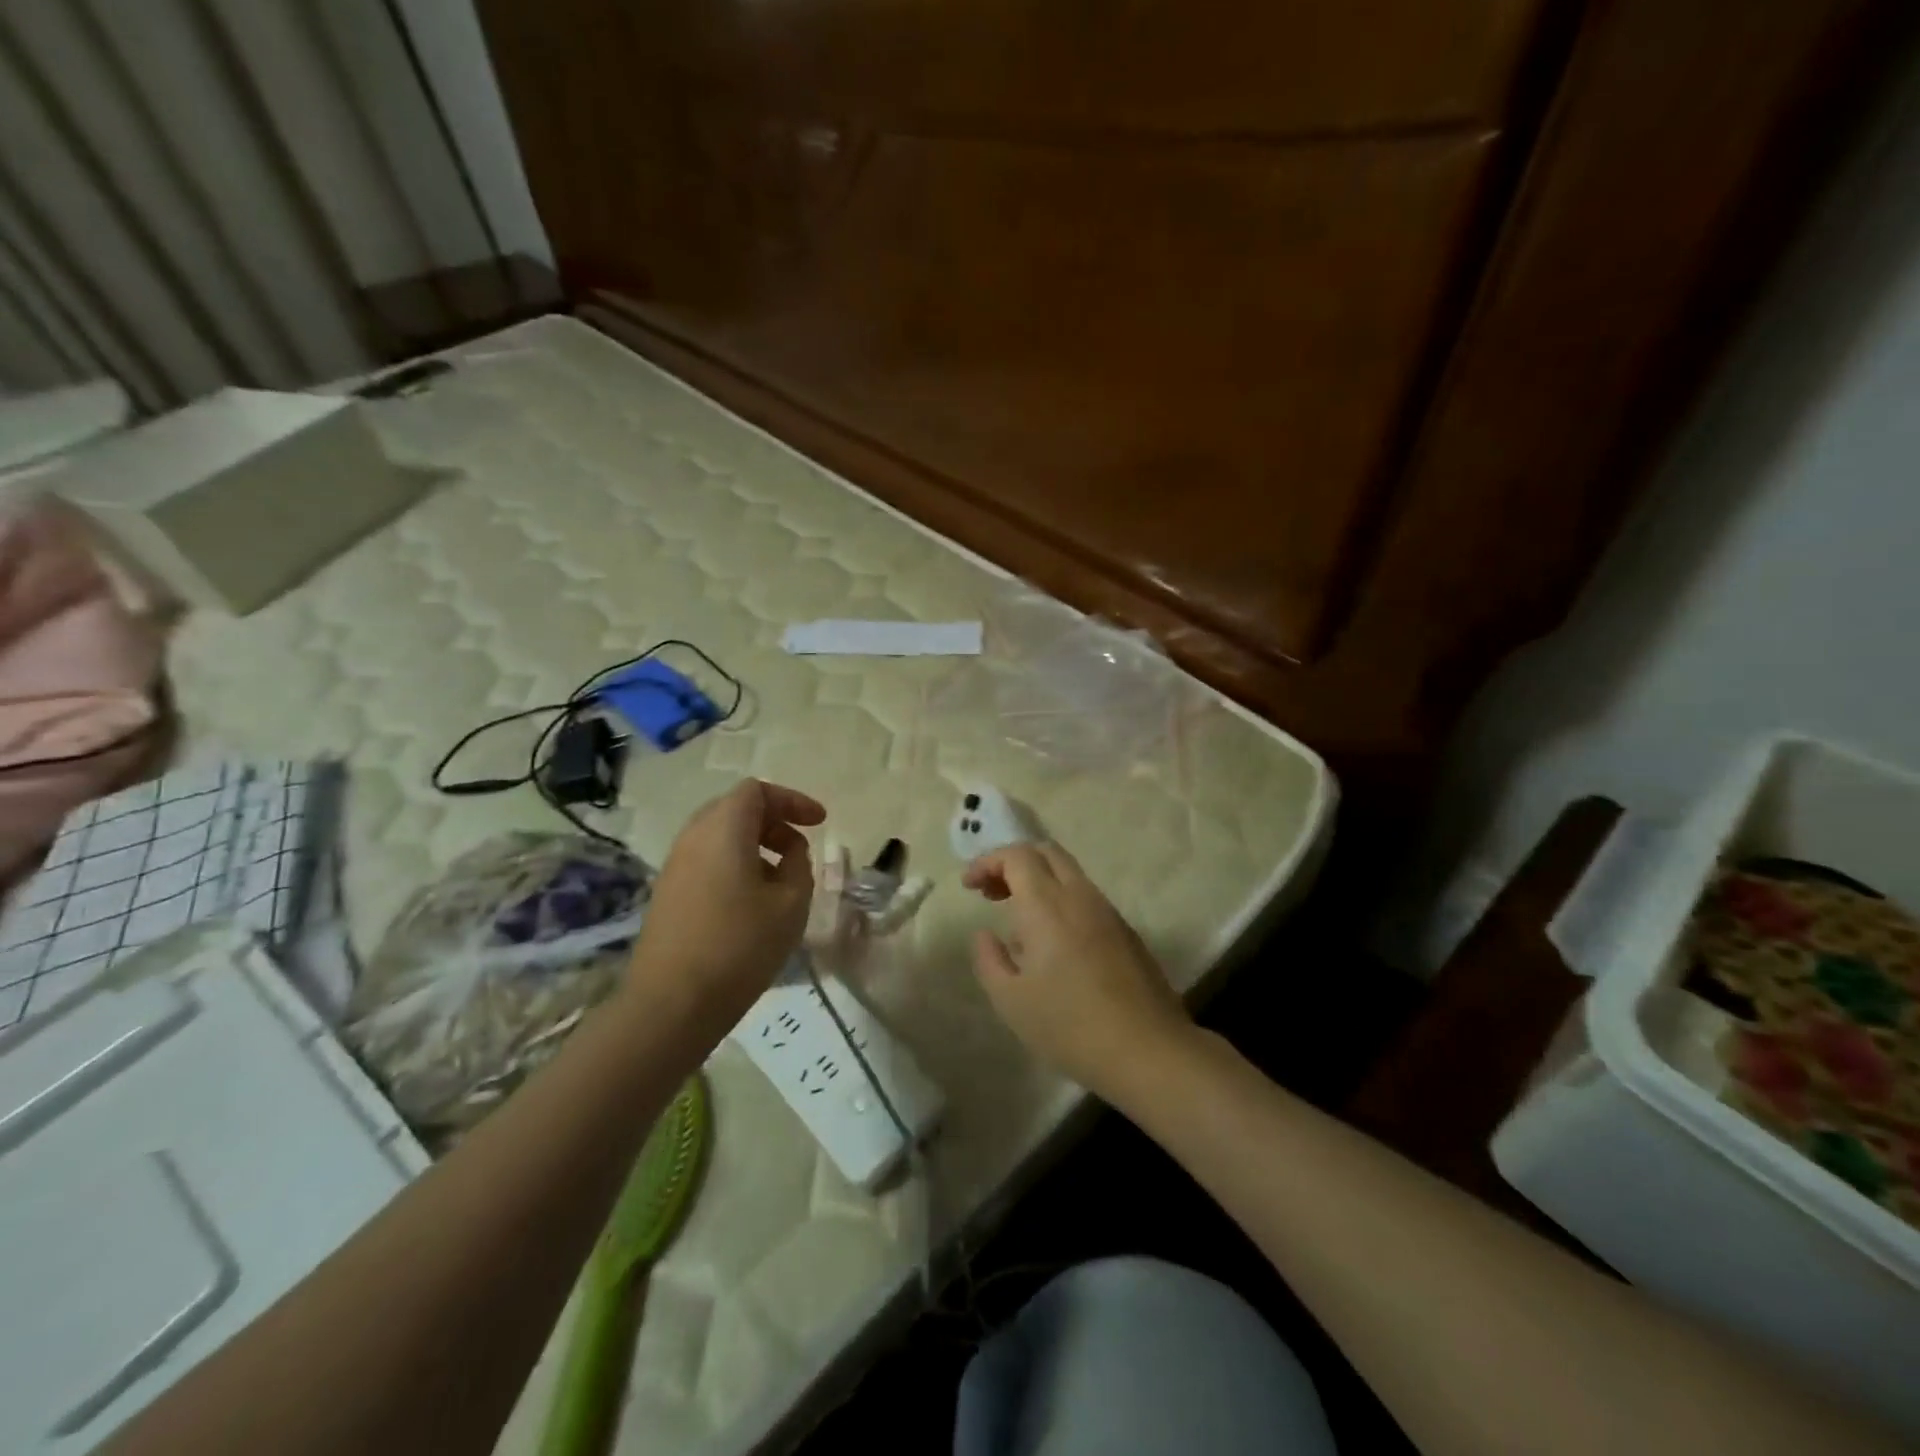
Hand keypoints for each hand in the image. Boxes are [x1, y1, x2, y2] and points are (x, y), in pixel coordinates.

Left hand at [628, 779, 824, 1027]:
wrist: (671, 1004)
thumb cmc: (740, 945)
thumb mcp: (791, 904)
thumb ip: (799, 866)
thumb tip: (790, 854)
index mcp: (723, 829)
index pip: (756, 790)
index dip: (792, 800)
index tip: (820, 822)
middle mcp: (693, 837)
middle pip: (735, 809)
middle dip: (773, 821)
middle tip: (800, 848)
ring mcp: (674, 866)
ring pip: (719, 836)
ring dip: (754, 846)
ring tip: (781, 879)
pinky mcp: (667, 894)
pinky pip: (706, 861)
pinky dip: (735, 865)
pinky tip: (753, 902)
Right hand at [963, 841, 1190, 1099]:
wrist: (1148, 1050)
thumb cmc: (1070, 1025)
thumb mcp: (1011, 1000)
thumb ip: (989, 960)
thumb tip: (985, 934)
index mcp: (1047, 905)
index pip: (1017, 856)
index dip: (988, 862)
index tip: (969, 886)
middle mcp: (1080, 896)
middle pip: (1046, 852)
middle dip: (1014, 863)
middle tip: (992, 893)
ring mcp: (1108, 912)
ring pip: (1069, 874)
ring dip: (1039, 881)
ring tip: (1018, 921)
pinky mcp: (1126, 932)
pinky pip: (1086, 898)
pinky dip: (1060, 900)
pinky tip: (1052, 943)